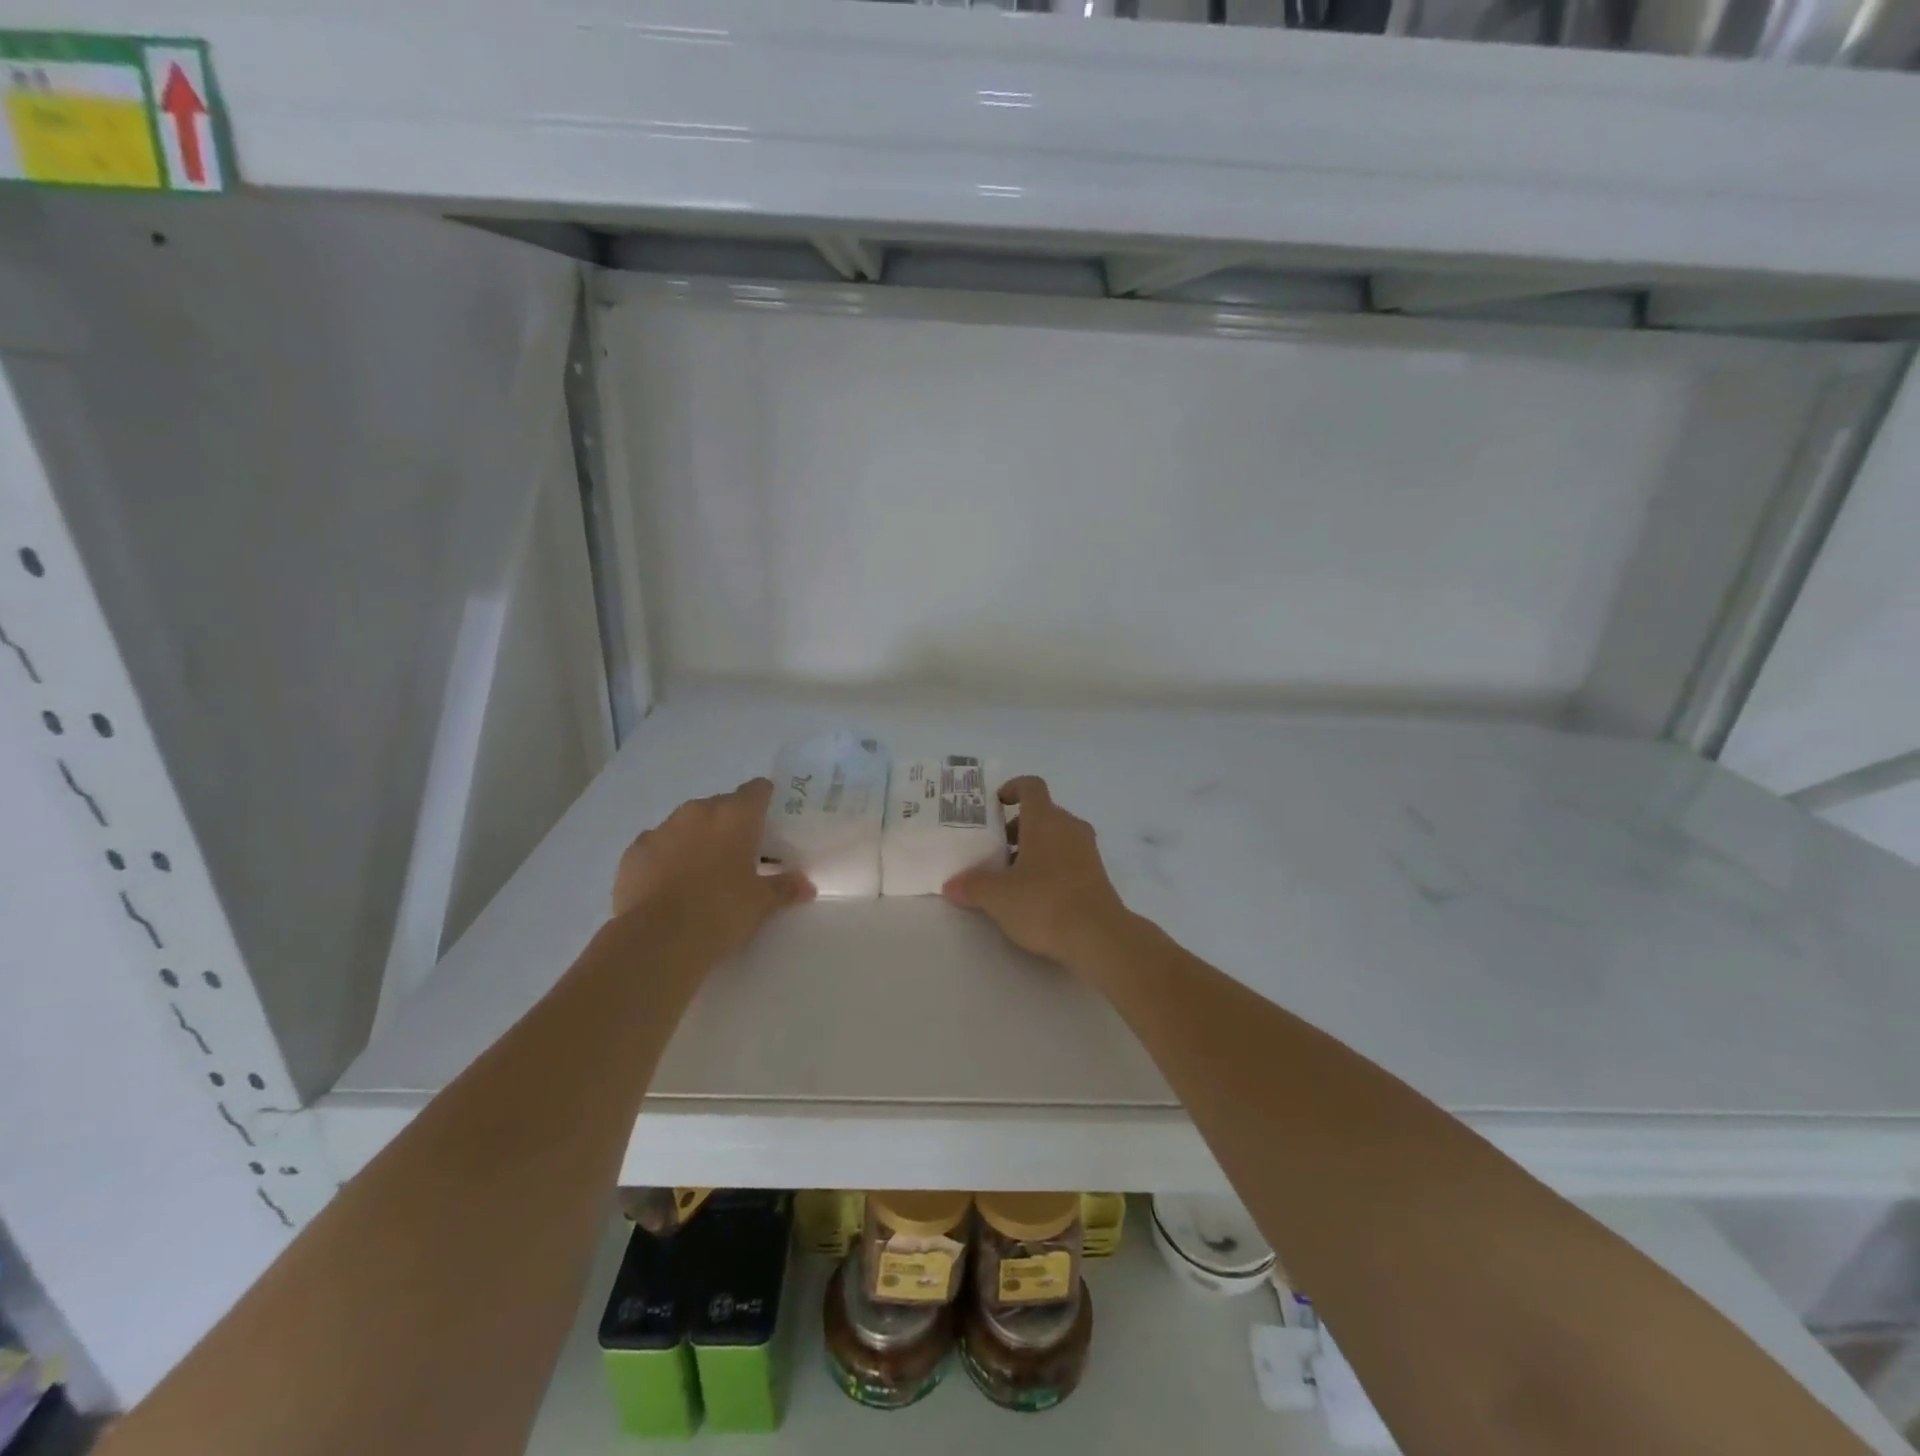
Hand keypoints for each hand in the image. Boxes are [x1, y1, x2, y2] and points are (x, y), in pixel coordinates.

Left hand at [611, 779, 811, 956]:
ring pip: (687, 824)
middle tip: (741, 855)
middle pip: (721, 805)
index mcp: (735, 816)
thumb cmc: (721, 911)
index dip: (766, 801)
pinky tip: (671, 886)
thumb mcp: (762, 903)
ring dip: (697, 839)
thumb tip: (806, 885)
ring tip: (703, 873)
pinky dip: (667, 857)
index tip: (770, 822)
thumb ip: (785, 888)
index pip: (757, 789)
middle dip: (731, 824)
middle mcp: (698, 812)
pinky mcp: (634, 851)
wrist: (657, 939)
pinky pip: (658, 845)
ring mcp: (661, 829)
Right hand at [943, 776, 1134, 969]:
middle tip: (992, 851)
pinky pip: (1068, 860)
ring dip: (1032, 850)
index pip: (1031, 786)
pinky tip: (1033, 897)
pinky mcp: (1097, 876)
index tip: (994, 805)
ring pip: (1055, 838)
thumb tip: (951, 884)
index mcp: (1046, 820)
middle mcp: (1069, 827)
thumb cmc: (1045, 903)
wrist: (1100, 938)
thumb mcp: (997, 897)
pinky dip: (1049, 868)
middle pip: (1041, 814)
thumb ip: (971, 886)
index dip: (1012, 789)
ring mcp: (1087, 852)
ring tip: (1009, 878)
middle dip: (1015, 828)